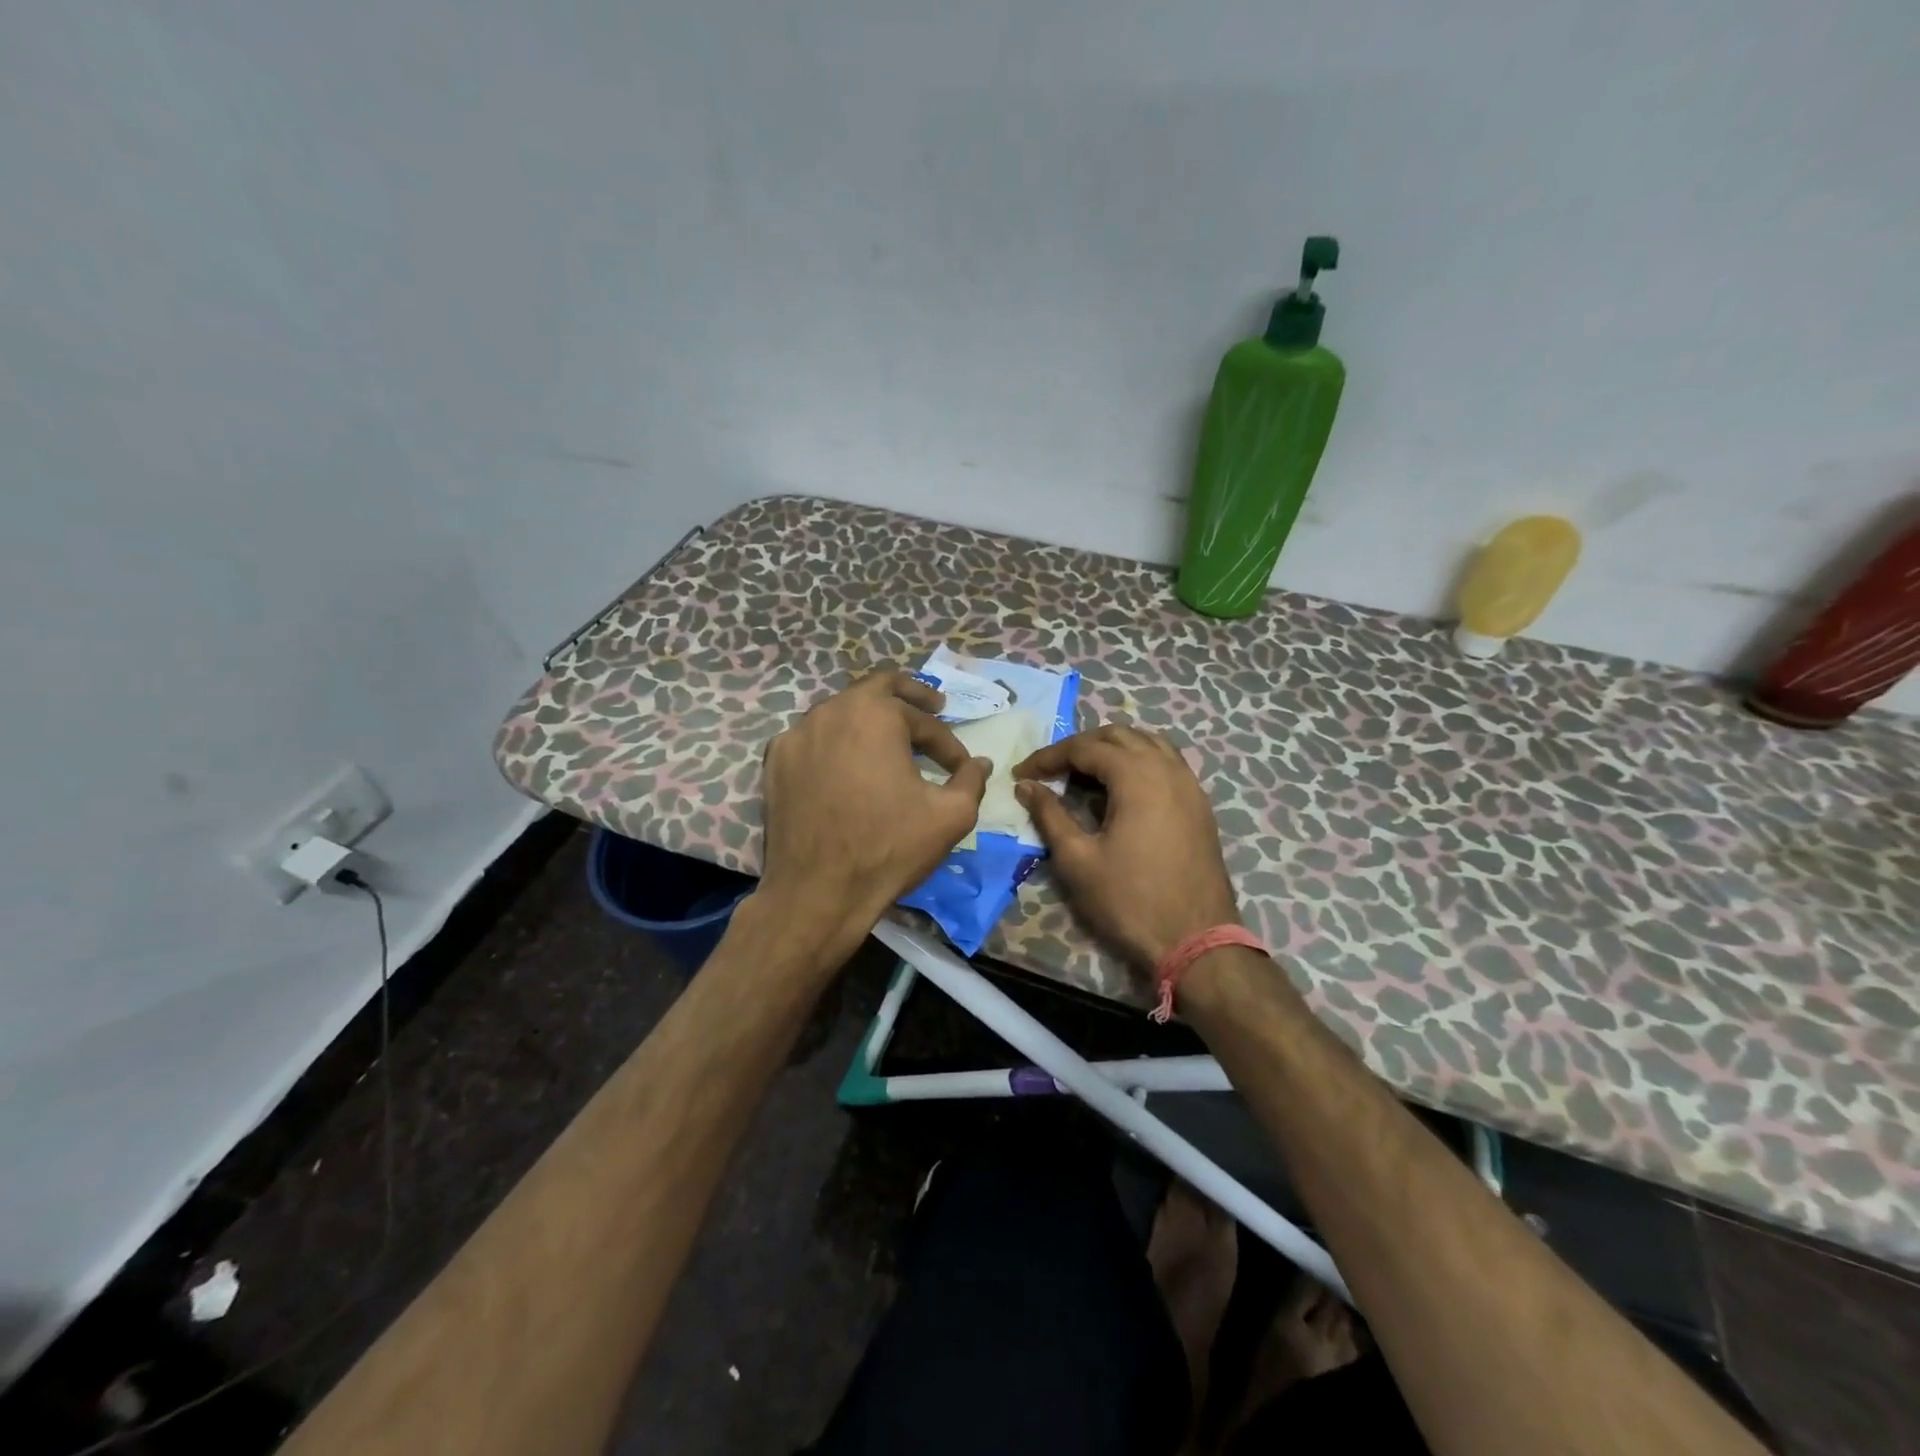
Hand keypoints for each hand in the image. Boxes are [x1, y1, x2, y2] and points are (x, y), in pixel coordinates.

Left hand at [757, 671, 990, 970]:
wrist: (817, 892)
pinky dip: (836, 743)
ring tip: (890, 741)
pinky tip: (847, 766)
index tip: (961, 767)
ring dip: (870, 720)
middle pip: (876, 689)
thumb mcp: (950, 816)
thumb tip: (980, 764)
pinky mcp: (775, 762)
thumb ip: (970, 781)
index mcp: (875, 714)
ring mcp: (796, 735)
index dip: (949, 744)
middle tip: (933, 707)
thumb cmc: (889, 848)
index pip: (923, 721)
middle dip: (909, 698)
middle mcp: (831, 711)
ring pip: (841, 712)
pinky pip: (813, 739)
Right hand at [1013, 726, 1238, 969]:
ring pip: (1148, 744)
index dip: (1048, 757)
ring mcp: (1190, 785)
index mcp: (1137, 775)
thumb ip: (1049, 815)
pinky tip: (1122, 790)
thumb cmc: (1129, 901)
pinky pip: (1167, 764)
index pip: (1084, 748)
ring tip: (1084, 774)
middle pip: (1118, 736)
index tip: (1022, 775)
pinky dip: (1139, 763)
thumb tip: (1026, 786)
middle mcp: (1168, 768)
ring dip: (1113, 749)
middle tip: (1050, 771)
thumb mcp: (1077, 859)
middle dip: (1080, 747)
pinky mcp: (1200, 805)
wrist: (1196, 942)